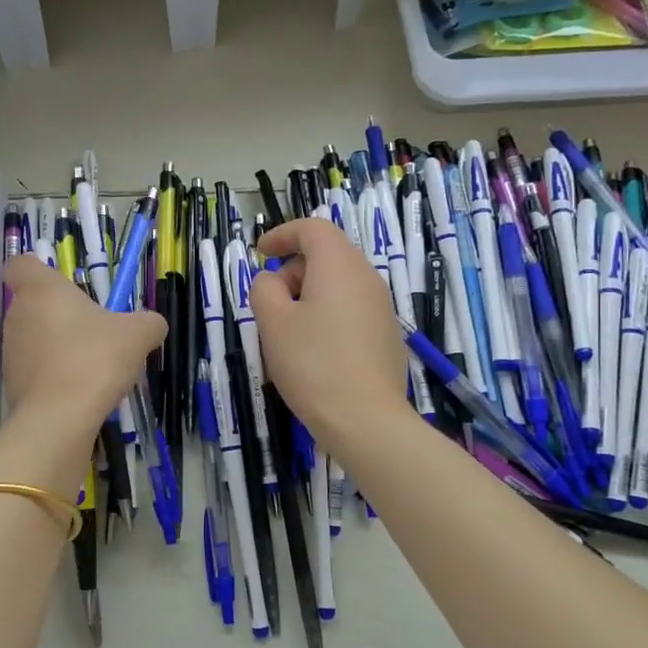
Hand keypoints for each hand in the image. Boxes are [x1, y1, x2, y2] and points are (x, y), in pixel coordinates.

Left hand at [1, 256, 165, 440]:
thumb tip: (151, 325)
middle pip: (34, 305)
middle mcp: (18, 316)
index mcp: (41, 290)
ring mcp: (11, 352)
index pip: (20, 265)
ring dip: (60, 347)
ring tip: (94, 367)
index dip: (37, 271)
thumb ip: (148, 322)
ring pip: (36, 339)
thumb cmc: (95, 359)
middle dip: (62, 315)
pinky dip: (56, 376)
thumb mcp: (138, 334)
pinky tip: (82, 392)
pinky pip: (38, 371)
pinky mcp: (13, 385)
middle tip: (95, 331)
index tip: (63, 285)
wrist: (60, 419)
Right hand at [249, 218, 409, 449]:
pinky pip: (352, 308)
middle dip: (294, 268)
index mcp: (338, 265)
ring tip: (289, 330)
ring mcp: (382, 307)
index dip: (282, 234)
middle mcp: (366, 277)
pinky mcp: (387, 335)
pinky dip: (328, 313)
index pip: (312, 228)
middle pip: (328, 254)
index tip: (260, 252)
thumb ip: (264, 289)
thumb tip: (273, 282)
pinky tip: (315, 351)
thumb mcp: (273, 323)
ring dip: (310, 294)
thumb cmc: (313, 364)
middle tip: (270, 301)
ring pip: (340, 283)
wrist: (366, 419)